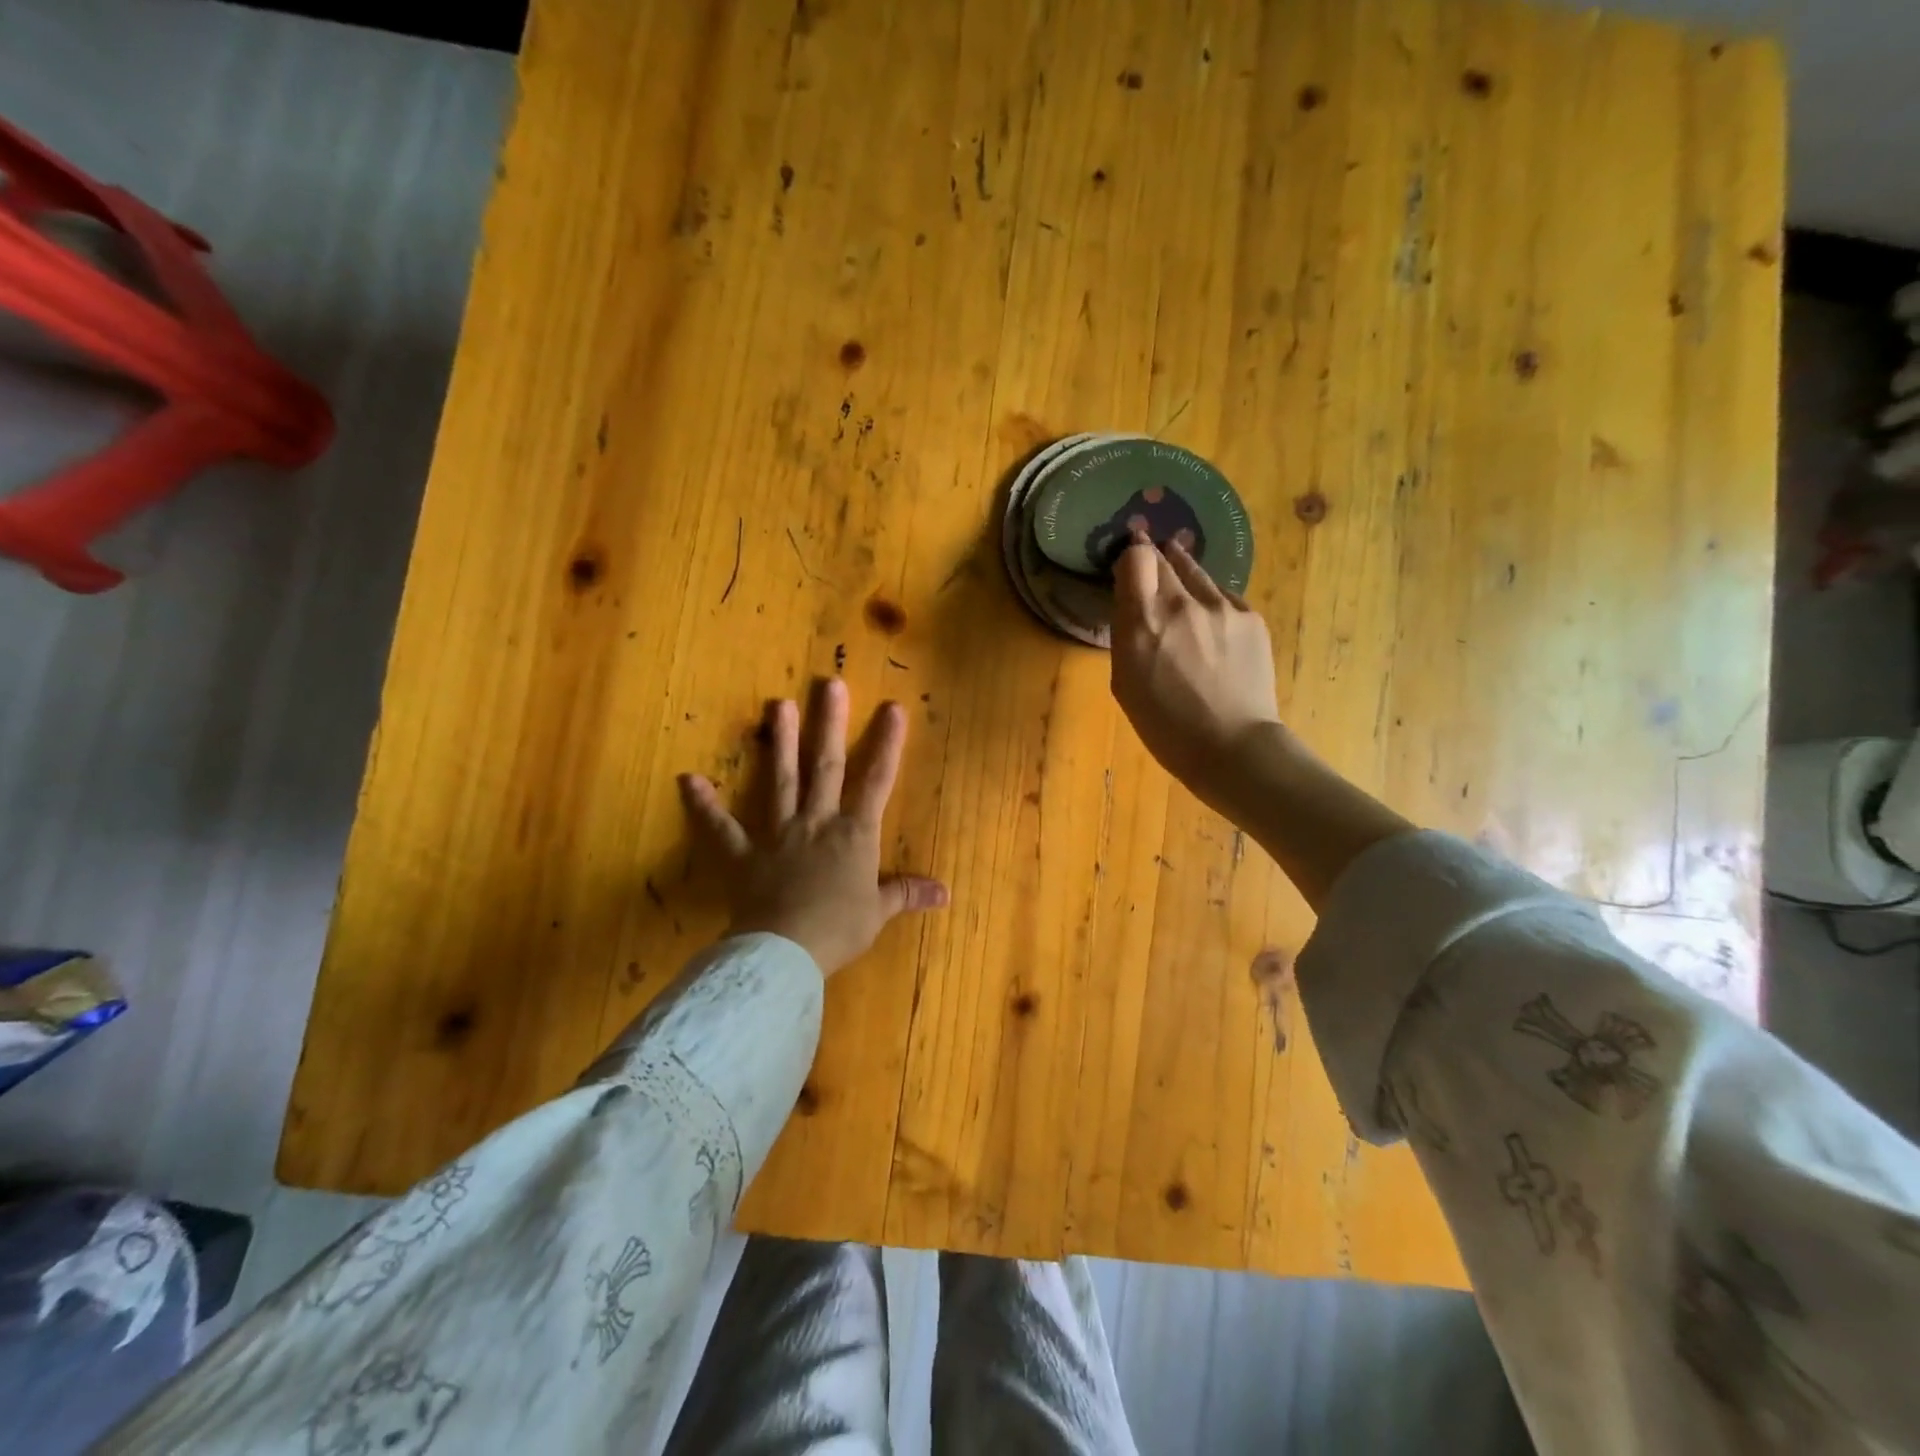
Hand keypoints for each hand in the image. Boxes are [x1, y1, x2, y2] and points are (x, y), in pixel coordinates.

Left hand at [678, 680, 948, 974]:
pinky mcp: (743, 854)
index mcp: (854, 835)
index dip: (887, 744)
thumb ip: (906, 893)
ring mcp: (778, 834)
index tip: (892, 707)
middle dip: (830, 724)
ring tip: (777, 704)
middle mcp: (817, 822)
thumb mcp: (878, 912)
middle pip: (826, 766)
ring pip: (781, 780)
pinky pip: (721, 828)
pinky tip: (688, 780)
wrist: (787, 950)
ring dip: (780, 742)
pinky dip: (704, 805)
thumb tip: (945, 893)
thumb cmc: (839, 929)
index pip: (876, 781)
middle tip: (829, 684)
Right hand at [1110, 533, 1282, 812]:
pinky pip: (1222, 597)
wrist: (1233, 747)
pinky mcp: (1251, 617)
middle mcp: (1183, 604)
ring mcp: (1222, 607)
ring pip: (1196, 572)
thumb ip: (1126, 635)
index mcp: (1144, 623)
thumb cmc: (1166, 726)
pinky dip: (1210, 604)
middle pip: (1164, 558)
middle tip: (1149, 572)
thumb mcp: (1125, 683)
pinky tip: (1210, 628)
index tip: (1128, 571)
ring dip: (1182, 575)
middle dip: (1153, 562)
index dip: (1129, 559)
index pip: (1135, 558)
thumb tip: (1132, 606)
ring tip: (1180, 592)